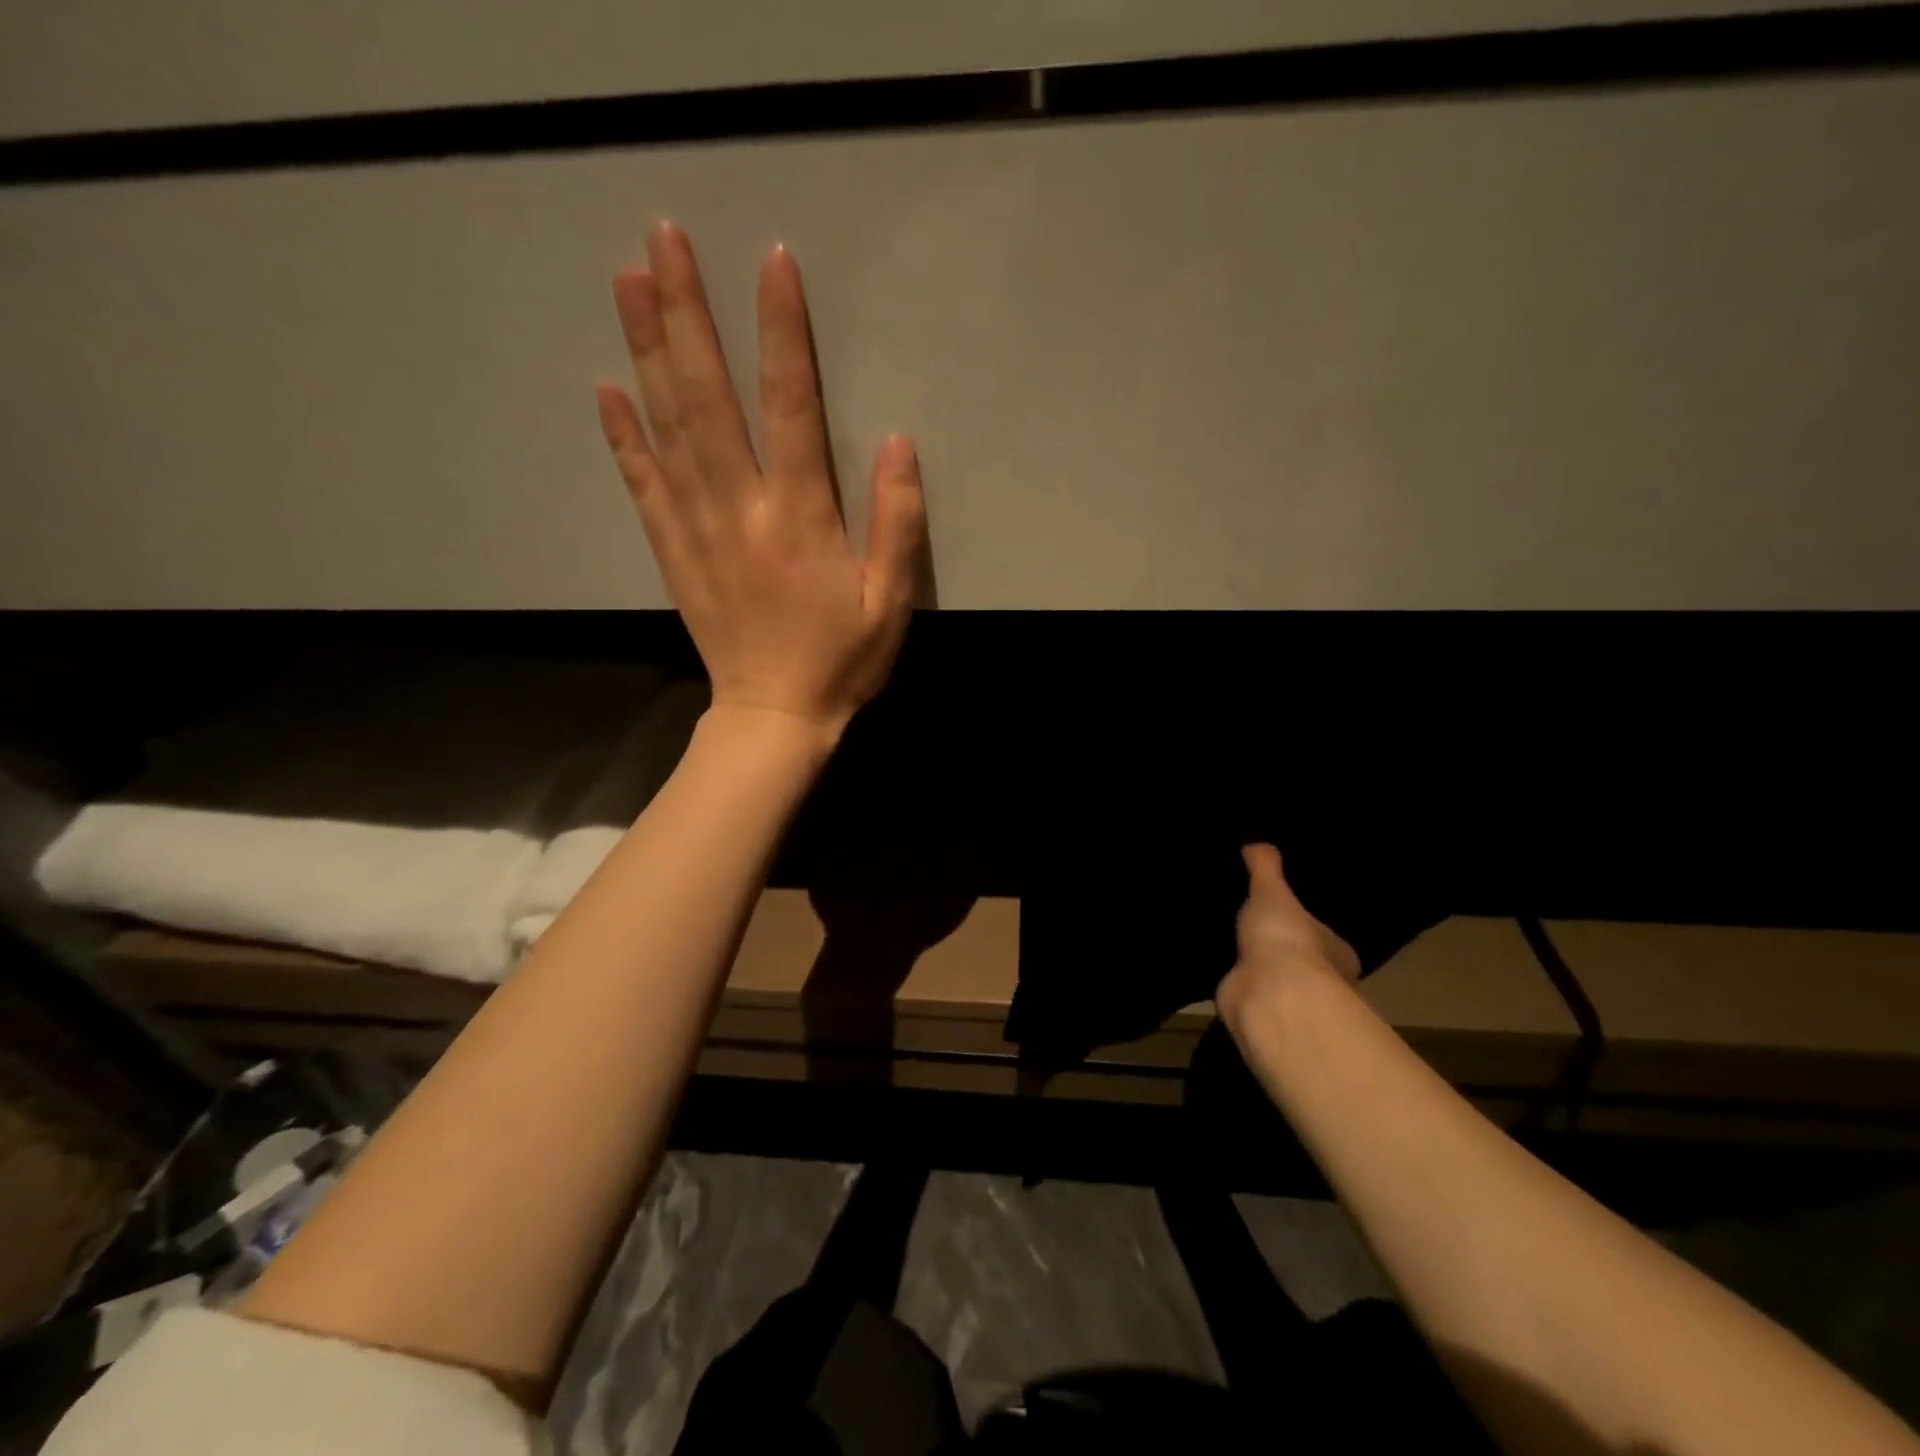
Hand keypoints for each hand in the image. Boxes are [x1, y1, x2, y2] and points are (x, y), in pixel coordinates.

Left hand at [595, 223, 926, 736]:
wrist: (774, 716)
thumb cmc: (841, 661)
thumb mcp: (891, 603)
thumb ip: (898, 524)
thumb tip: (899, 443)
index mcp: (800, 518)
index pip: (791, 406)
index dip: (782, 333)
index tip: (770, 262)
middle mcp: (741, 509)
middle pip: (709, 398)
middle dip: (687, 315)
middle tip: (661, 239)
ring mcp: (698, 528)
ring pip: (668, 428)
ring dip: (646, 351)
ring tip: (626, 282)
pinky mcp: (672, 552)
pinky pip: (642, 485)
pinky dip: (623, 436)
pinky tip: (606, 388)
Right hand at [1216, 844, 1359, 1019]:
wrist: (1268, 994)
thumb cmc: (1285, 939)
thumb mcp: (1272, 890)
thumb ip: (1265, 866)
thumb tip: (1256, 841)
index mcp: (1336, 951)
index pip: (1323, 935)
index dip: (1305, 924)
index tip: (1285, 911)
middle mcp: (1320, 979)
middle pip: (1298, 957)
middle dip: (1278, 946)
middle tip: (1250, 923)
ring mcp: (1288, 999)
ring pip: (1271, 977)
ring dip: (1255, 966)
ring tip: (1227, 940)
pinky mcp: (1258, 1012)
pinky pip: (1245, 991)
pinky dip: (1235, 982)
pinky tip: (1216, 966)